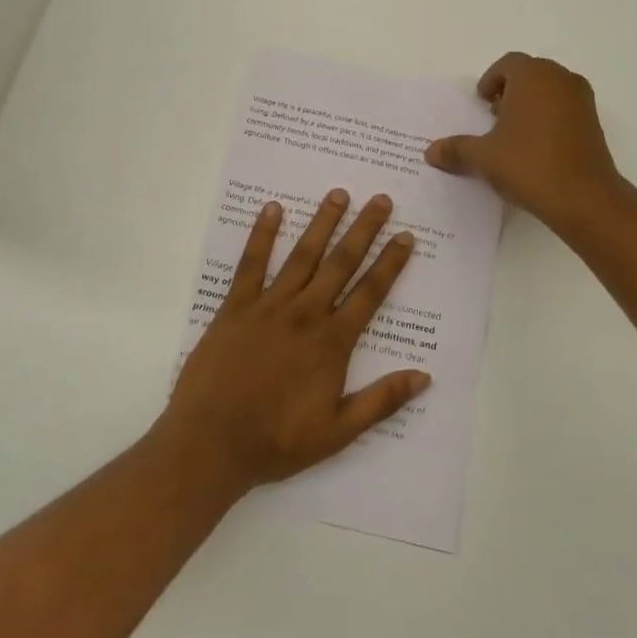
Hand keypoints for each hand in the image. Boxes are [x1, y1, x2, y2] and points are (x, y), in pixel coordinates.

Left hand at [161, 189, 429, 491]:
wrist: (212, 442)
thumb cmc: (277, 440)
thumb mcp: (338, 432)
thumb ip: (381, 401)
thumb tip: (424, 377)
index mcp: (332, 342)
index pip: (370, 293)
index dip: (390, 263)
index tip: (405, 236)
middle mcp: (305, 314)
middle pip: (341, 263)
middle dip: (364, 230)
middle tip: (381, 199)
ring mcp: (268, 306)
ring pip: (302, 255)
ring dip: (322, 223)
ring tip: (338, 194)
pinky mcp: (235, 306)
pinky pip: (251, 263)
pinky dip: (262, 234)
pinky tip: (272, 209)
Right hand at [426, 52, 623, 234]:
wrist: (583, 197)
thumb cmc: (528, 165)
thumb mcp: (483, 157)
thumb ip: (456, 149)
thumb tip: (430, 152)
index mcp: (532, 76)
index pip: (508, 64)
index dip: (490, 80)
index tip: (481, 103)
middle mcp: (560, 79)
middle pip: (531, 73)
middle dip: (510, 90)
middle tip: (494, 116)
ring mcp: (582, 100)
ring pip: (551, 90)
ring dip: (531, 103)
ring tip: (514, 134)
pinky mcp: (594, 122)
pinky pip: (565, 108)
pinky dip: (550, 117)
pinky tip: (537, 148)